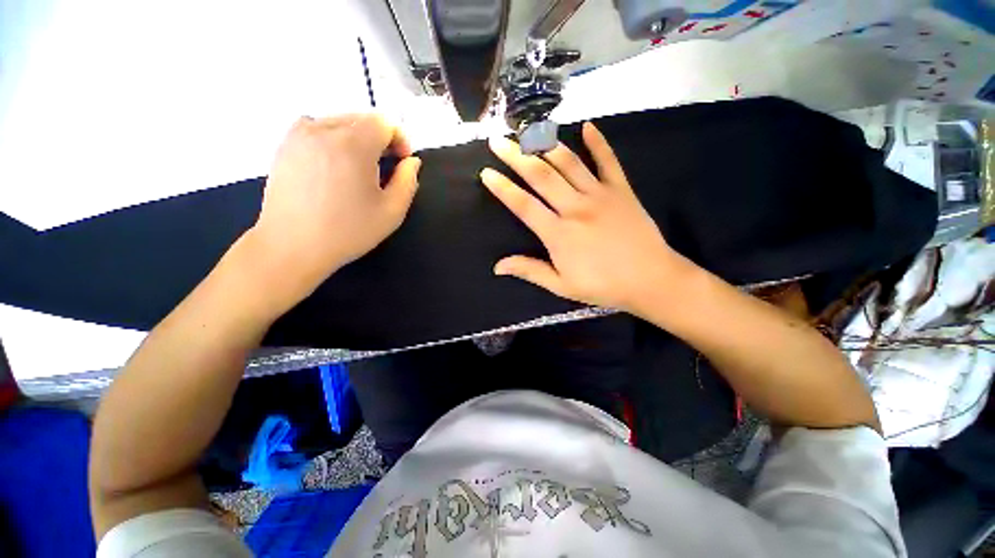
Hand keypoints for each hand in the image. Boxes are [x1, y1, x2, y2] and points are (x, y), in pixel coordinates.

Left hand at [247, 114, 420, 309]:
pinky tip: (335, 165)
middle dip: (381, 138)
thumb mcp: (391, 212)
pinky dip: (334, 139)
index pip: (384, 122)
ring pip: (340, 121)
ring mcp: (299, 134)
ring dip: (358, 138)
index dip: (400, 139)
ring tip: (360, 168)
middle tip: (385, 167)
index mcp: (352, 144)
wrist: (291, 246)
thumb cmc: (347, 231)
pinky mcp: (285, 144)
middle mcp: (323, 129)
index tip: (402, 162)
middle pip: (362, 119)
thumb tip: (411, 162)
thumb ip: (408, 181)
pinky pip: (317, 128)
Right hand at [481, 122, 693, 312]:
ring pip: (569, 163)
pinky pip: (608, 161)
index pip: (523, 205)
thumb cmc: (603, 286)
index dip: (503, 188)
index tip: (486, 173)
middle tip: (499, 141)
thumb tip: (497, 266)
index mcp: (558, 233)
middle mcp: (575, 208)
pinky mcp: (621, 190)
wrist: (651, 279)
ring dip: (546, 145)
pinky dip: (598, 142)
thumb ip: (530, 271)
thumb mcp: (562, 286)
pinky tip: (588, 126)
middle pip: (541, 176)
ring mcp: (600, 195)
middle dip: (517, 157)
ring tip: (529, 132)